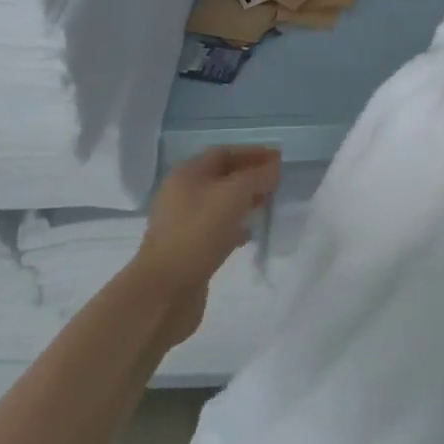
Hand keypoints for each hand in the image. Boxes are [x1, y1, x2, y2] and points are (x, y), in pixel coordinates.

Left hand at [133, 145, 281, 346]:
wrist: (164, 291)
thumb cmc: (197, 234)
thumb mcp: (233, 197)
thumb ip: (257, 177)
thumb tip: (274, 166)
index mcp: (186, 174)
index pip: (223, 152)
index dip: (252, 152)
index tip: (279, 158)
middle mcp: (181, 194)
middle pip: (221, 176)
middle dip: (250, 176)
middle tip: (277, 182)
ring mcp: (183, 222)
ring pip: (220, 203)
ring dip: (244, 200)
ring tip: (268, 203)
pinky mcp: (188, 248)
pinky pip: (216, 228)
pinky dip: (236, 225)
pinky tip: (250, 233)